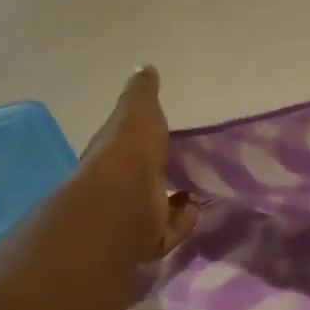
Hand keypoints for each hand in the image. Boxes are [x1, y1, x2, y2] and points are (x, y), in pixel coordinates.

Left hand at [78, 67, 198, 262]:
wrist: (123, 203)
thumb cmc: (130, 150)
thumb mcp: (138, 110)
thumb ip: (142, 92)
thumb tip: (144, 67)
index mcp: (112, 155)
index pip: (127, 147)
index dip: (142, 142)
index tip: (163, 137)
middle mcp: (117, 188)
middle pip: (142, 182)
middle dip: (161, 177)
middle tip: (188, 169)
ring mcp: (131, 217)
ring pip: (156, 211)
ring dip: (175, 204)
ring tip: (196, 192)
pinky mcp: (148, 242)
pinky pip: (170, 233)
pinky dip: (183, 222)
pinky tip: (195, 209)